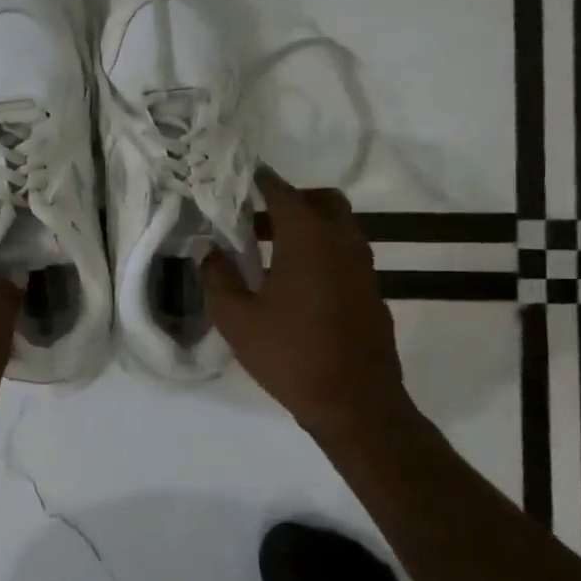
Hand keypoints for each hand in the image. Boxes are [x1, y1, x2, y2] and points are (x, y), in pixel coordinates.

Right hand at [205, 171, 415, 447]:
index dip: (259, 180)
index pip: (282, 191)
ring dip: (307, 226)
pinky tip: (294, 282)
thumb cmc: (289, 355)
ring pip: (338, 226)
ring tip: (268, 251)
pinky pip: (344, 252)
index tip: (238, 177)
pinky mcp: (370, 289)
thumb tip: (209, 249)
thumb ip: (217, 276)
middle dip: (290, 199)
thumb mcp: (237, 318)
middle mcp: (342, 241)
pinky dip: (321, 250)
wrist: (355, 402)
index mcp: (308, 239)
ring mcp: (363, 266)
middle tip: (256, 217)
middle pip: (322, 200)